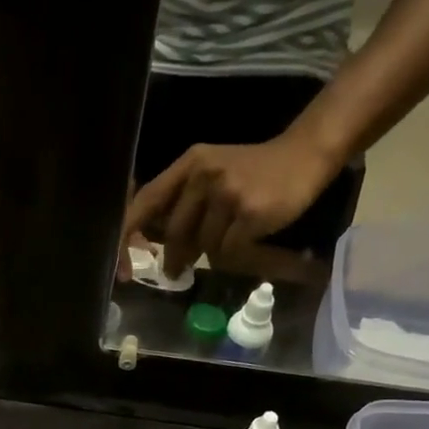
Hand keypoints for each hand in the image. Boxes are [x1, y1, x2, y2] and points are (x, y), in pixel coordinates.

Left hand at [125, 131, 341, 276]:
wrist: (305, 156)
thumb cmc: (254, 173)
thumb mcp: (212, 174)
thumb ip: (184, 201)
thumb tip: (156, 244)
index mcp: (189, 164)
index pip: (147, 201)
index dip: (128, 236)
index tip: (123, 267)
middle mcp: (205, 174)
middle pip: (175, 232)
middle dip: (174, 257)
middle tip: (175, 272)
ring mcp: (228, 192)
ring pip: (204, 245)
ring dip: (214, 253)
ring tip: (229, 242)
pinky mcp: (250, 212)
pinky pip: (228, 251)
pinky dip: (235, 255)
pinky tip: (248, 242)